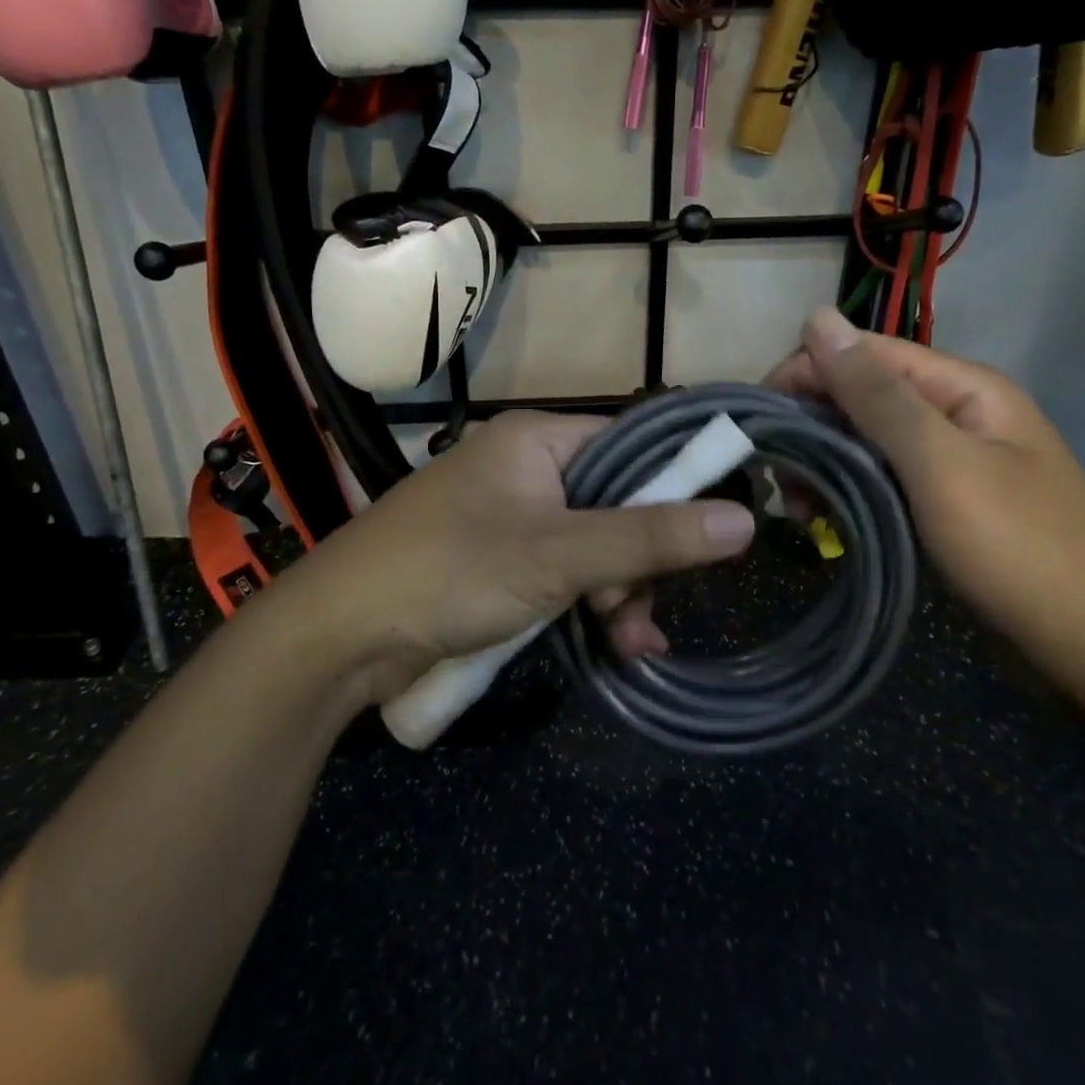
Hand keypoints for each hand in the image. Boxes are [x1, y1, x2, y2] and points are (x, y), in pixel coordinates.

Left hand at [271, 412, 755, 697]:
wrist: (341, 633)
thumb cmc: (451, 570)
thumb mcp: (560, 555)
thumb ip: (651, 538)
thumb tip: (743, 520)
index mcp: (537, 439)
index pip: (630, 444)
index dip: (674, 485)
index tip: (710, 534)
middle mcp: (526, 468)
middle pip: (615, 503)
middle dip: (639, 561)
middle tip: (635, 608)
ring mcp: (509, 518)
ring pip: (592, 547)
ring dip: (617, 593)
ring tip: (626, 642)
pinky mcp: (496, 563)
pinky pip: (562, 573)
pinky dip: (587, 605)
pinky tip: (612, 645)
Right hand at [770, 309, 1084, 694]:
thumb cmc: (1022, 553)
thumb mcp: (942, 466)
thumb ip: (877, 395)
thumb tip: (818, 317)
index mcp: (962, 389)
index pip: (862, 353)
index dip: (804, 374)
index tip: (757, 422)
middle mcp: (954, 415)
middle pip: (860, 396)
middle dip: (810, 428)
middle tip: (775, 482)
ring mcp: (950, 464)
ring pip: (864, 443)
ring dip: (822, 466)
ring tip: (796, 510)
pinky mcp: (942, 507)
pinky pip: (879, 483)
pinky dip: (845, 495)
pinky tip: (823, 522)